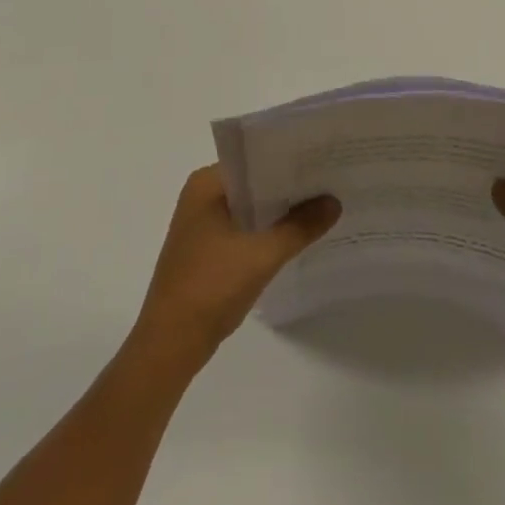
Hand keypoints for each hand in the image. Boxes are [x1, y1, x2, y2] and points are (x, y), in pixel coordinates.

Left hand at [132, 166, 339, 366]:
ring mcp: (201, 225)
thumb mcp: (262, 255)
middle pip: (253, 183)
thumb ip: (299, 227)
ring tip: (320, 207)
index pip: (254, 158)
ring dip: (278, 212)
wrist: (169, 346)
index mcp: (206, 184)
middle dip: (287, 187)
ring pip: (249, 208)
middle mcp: (201, 196)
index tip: (322, 159)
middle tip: (329, 182)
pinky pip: (242, 229)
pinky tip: (294, 238)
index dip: (288, 159)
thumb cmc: (210, 287)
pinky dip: (265, 232)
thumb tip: (334, 201)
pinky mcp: (205, 251)